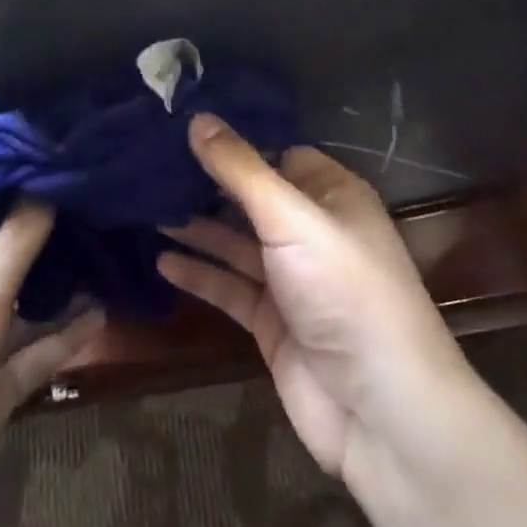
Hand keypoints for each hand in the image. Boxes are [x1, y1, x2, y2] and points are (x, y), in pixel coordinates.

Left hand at [0, 207, 103, 526]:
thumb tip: (45, 179)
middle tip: (108, 213)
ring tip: (114, 260)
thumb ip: (18, 237)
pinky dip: (64, 336)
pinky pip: (34, 352)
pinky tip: (102, 315)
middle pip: (12, 258)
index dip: (27, 194)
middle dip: (55, 240)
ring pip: (27, 306)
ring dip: (64, 288)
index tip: (74, 174)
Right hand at [158, 114, 471, 482]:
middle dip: (208, 183)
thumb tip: (198, 118)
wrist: (380, 408)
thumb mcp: (291, 218)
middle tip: (151, 164)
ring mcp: (292, 279)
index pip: (280, 153)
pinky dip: (199, 273)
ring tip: (147, 207)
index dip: (238, 142)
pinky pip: (229, 287)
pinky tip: (162, 260)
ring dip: (198, 227)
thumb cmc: (344, 289)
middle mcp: (312, 231)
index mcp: (332, 195)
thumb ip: (241, 170)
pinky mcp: (272, 321)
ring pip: (236, 242)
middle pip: (253, 198)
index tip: (185, 127)